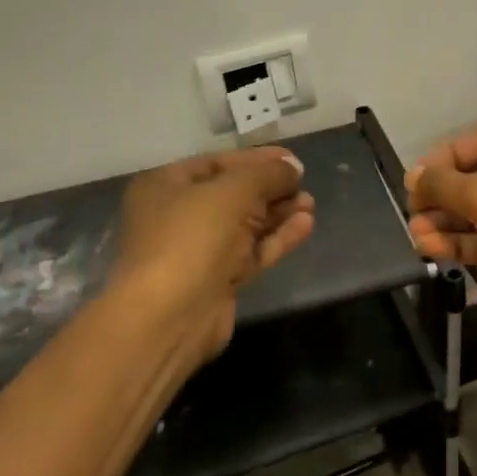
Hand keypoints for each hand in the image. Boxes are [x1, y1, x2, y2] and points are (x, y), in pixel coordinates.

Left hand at [112, 147, 314, 359]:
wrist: (170, 316)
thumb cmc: (194, 235)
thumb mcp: (235, 189)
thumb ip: (268, 173)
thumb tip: (292, 169)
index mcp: (166, 186)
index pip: (218, 163)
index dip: (257, 159)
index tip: (292, 160)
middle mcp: (177, 216)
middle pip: (233, 194)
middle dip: (271, 188)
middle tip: (303, 183)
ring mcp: (197, 251)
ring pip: (245, 225)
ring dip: (278, 213)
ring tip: (310, 204)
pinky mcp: (217, 280)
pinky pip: (251, 251)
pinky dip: (276, 238)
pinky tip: (305, 225)